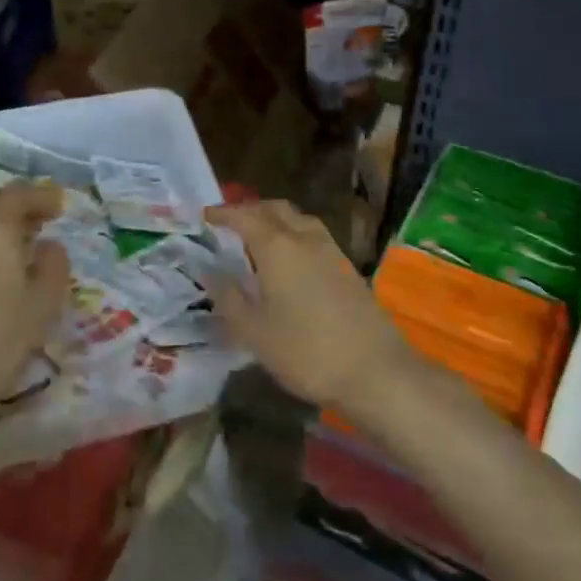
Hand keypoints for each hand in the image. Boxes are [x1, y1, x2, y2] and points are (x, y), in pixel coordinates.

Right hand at [204, 200, 413, 414]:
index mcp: (278, 247)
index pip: (244, 217)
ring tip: (257, 238)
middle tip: (229, 223)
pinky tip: (288, 260)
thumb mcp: (254, 331)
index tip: (205, 215)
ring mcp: (331, 250)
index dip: (223, 213)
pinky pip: (313, 236)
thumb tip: (208, 270)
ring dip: (275, 219)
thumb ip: (228, 296)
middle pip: (275, 209)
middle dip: (250, 210)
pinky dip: (293, 234)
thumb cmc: (305, 351)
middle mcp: (305, 238)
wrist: (375, 370)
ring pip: (298, 219)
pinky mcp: (347, 267)